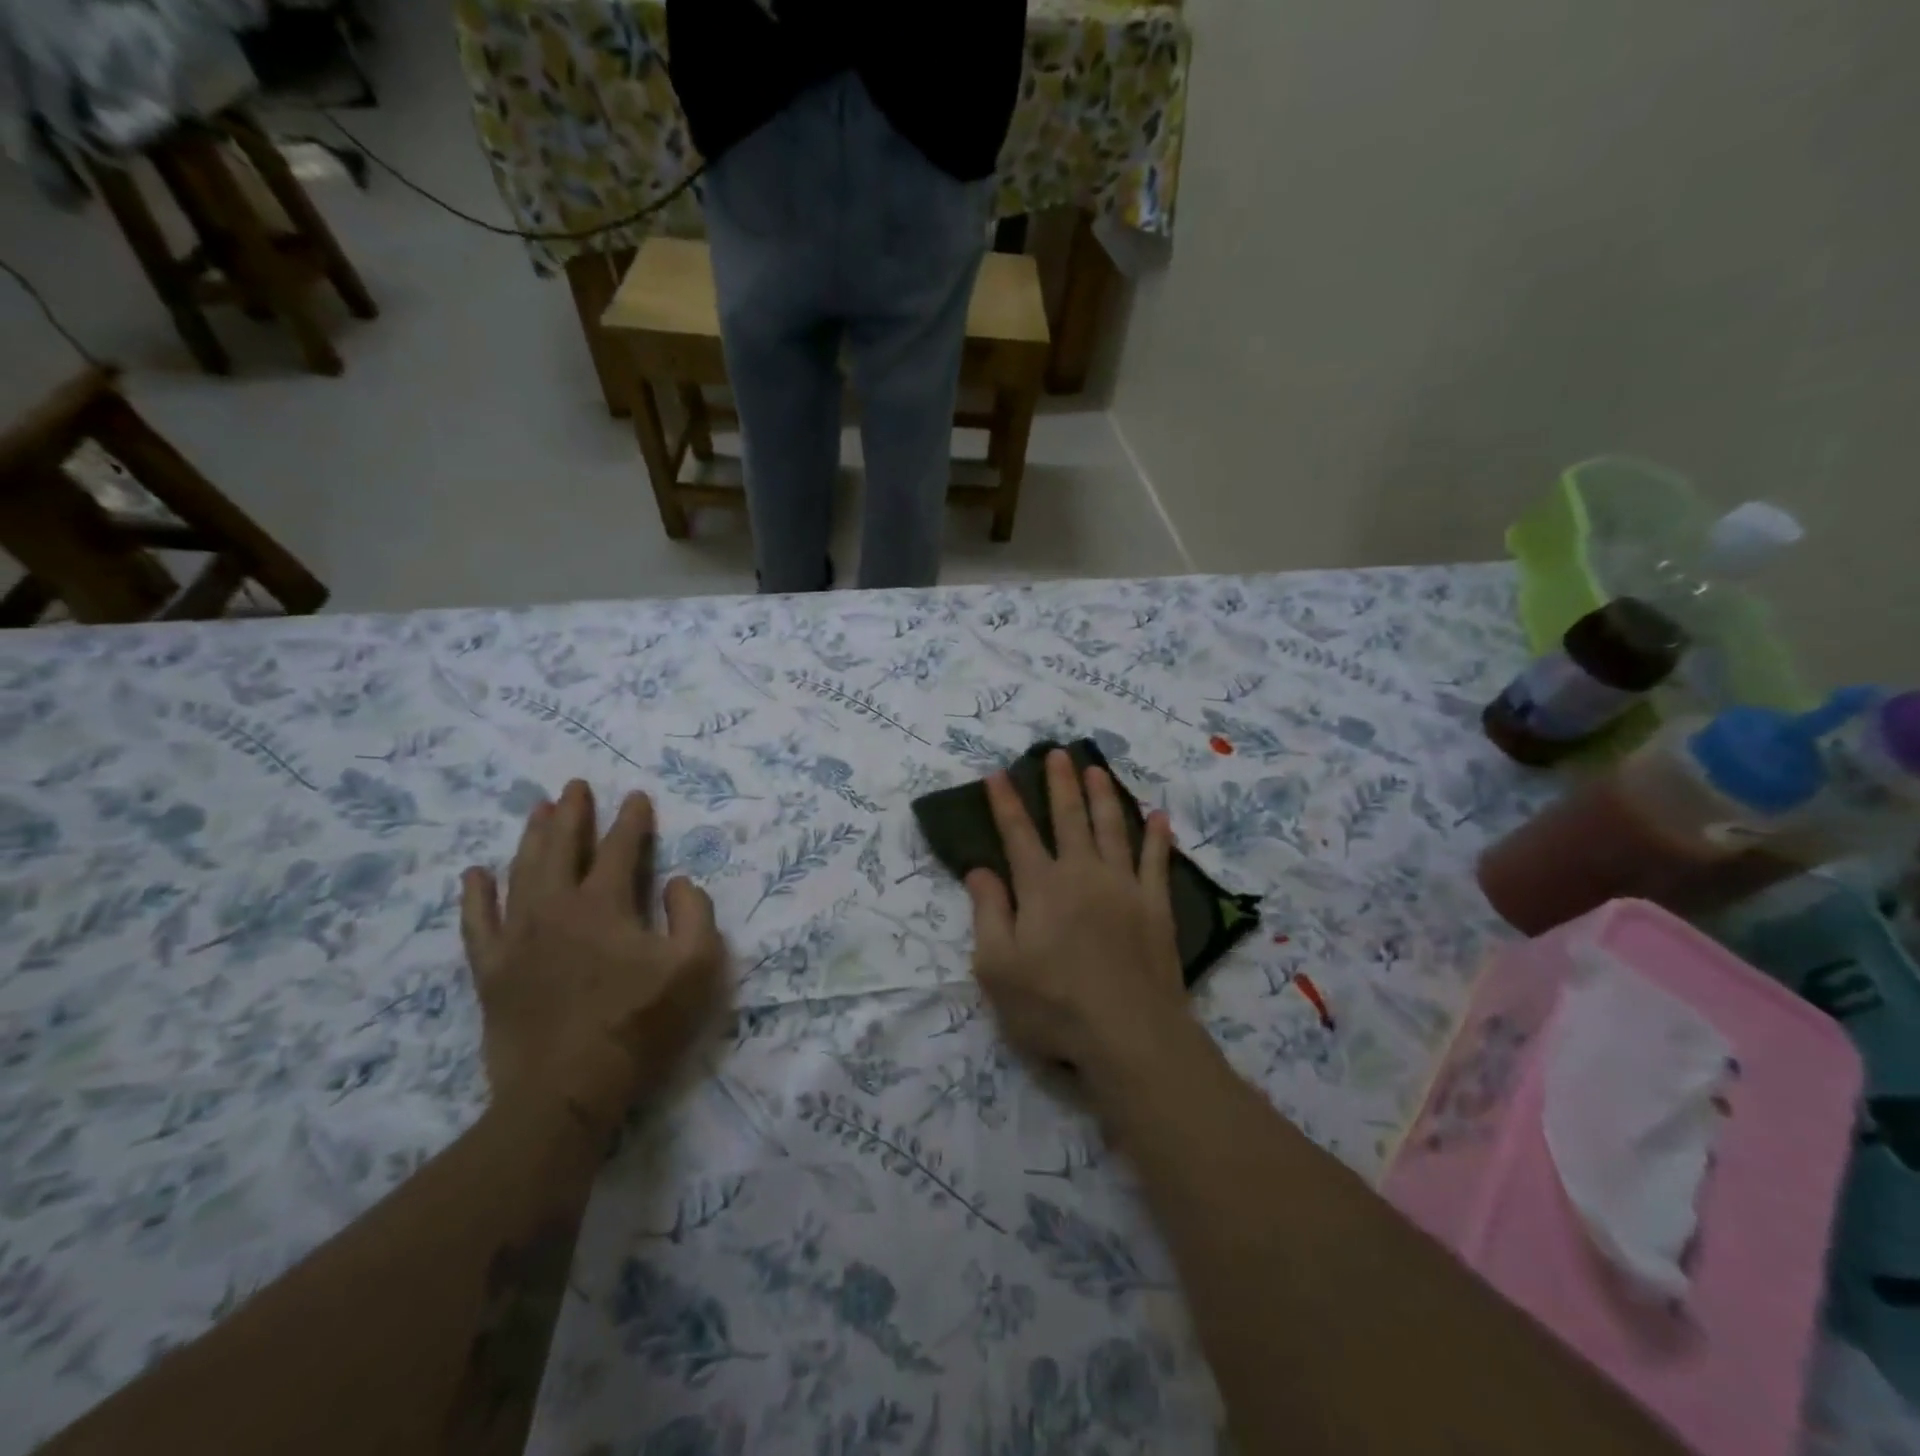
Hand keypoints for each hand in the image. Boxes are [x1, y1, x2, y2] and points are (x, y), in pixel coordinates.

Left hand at [461, 780, 727, 1140]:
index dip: (631, 820)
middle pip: (561, 847)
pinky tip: (476, 873)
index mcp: (604, 904)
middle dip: (572, 813)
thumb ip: (694, 913)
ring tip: (538, 809)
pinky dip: (477, 894)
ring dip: (531, 837)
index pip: (620, 848)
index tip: (637, 797)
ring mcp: (517, 938)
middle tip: (575, 786)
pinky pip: (478, 922)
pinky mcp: (492, 970)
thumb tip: (677, 882)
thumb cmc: (640, 1026)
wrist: (566, 1093)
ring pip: (520, 872)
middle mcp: (555, 908)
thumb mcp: (696, 967)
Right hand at [965, 750, 1194, 1099]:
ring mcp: (1124, 887)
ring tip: (1097, 768)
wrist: (1129, 1034)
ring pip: (1111, 828)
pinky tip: (1158, 817)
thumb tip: (979, 869)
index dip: (1005, 802)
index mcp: (1040, 887)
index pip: (1017, 834)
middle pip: (1068, 819)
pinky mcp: (1156, 906)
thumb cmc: (1052, 1005)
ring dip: (1103, 796)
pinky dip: (1156, 837)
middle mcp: (1082, 874)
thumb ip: (988, 912)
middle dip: (1060, 784)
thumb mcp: (997, 967)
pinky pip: (1157, 862)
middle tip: (1057, 752)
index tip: (998, 773)